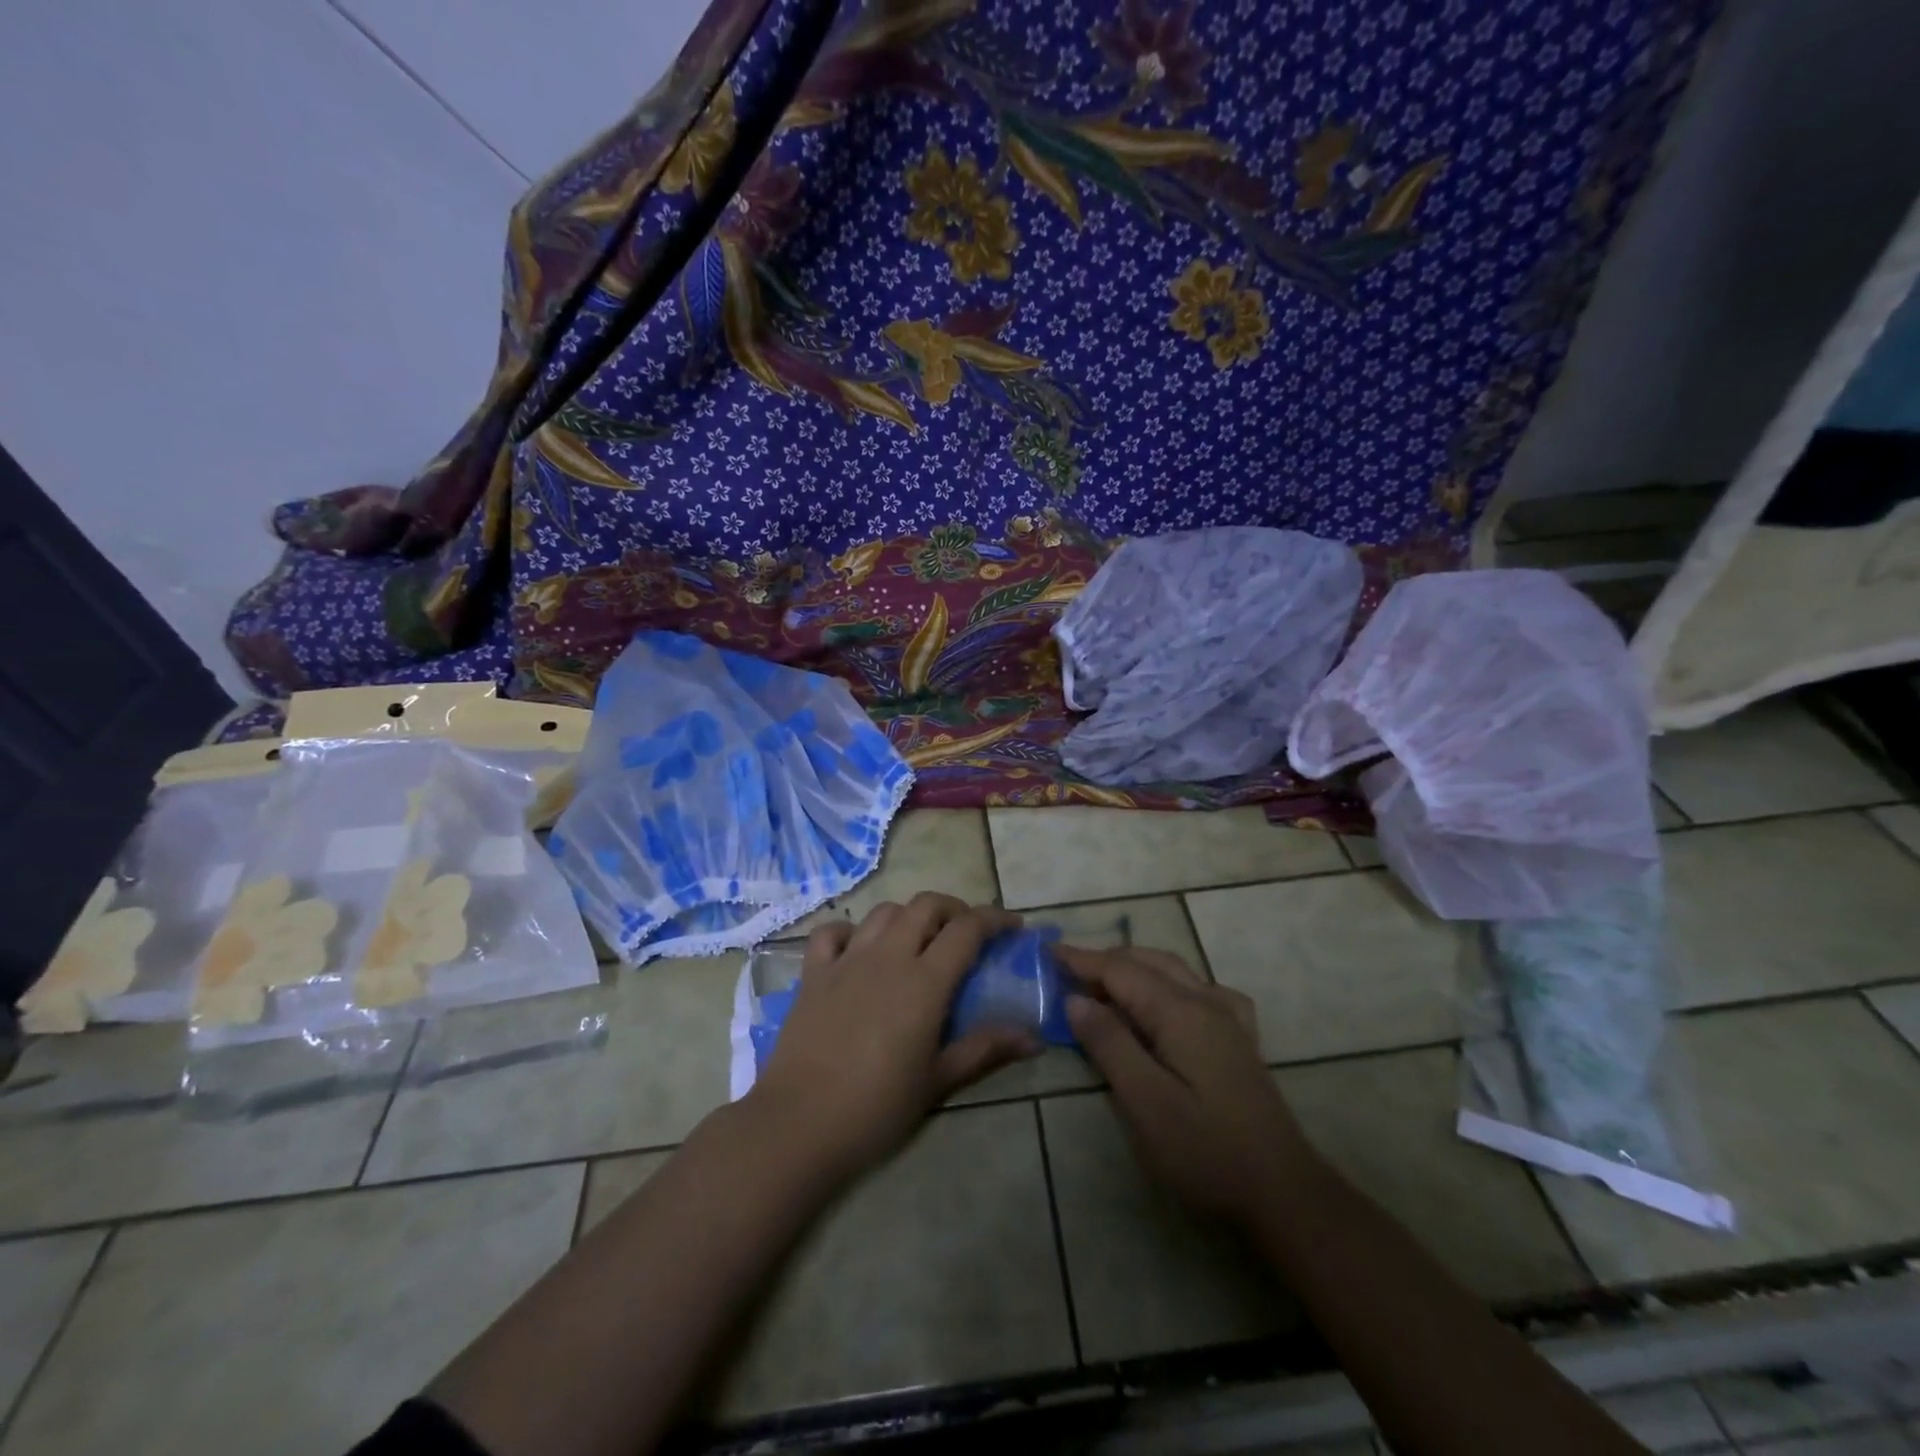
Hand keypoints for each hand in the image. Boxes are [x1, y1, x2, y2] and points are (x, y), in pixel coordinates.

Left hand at [749, 894, 1040, 1181]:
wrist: (800, 1124)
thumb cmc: (877, 1107)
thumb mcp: (938, 1080)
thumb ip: (985, 1049)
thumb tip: (1033, 1037)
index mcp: (924, 981)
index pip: (967, 929)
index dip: (995, 919)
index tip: (1013, 927)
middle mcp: (888, 957)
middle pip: (926, 905)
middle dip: (954, 909)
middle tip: (967, 933)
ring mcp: (847, 960)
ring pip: (884, 912)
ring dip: (909, 916)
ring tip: (919, 939)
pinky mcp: (814, 973)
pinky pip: (832, 932)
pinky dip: (852, 931)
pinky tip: (859, 949)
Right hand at [1060, 945, 1317, 1226]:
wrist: (1283, 1193)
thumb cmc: (1205, 1151)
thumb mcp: (1145, 1102)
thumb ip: (1109, 1043)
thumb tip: (1076, 998)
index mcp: (1180, 1011)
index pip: (1120, 970)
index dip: (1081, 959)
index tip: (1046, 952)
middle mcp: (1206, 1002)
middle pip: (1147, 962)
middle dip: (1105, 961)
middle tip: (1066, 973)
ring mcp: (1228, 1019)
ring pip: (1174, 971)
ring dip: (1134, 969)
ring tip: (1102, 986)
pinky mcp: (1239, 1040)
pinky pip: (1200, 990)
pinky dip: (1169, 983)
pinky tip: (1165, 1003)